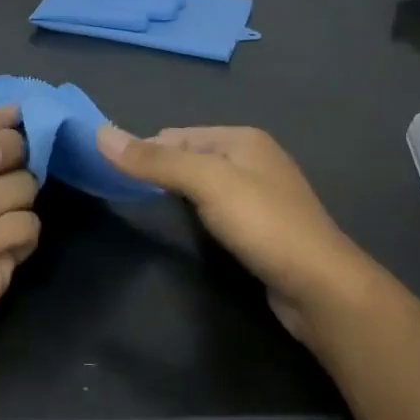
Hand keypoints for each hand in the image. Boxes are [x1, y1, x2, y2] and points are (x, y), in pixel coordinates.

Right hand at [96, 125, 376, 341]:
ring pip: (204, 184)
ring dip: (178, 193)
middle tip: (126, 196)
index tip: (113, 175)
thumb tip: (100, 133)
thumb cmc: (262, 224)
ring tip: (151, 212)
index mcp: (242, 139)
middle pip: (190, 157)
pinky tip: (190, 230)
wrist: (319, 286)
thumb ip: (155, 160)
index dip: (145, 151)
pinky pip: (218, 208)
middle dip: (160, 171)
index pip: (177, 135)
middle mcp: (254, 158)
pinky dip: (198, 213)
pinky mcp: (263, 226)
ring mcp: (261, 194)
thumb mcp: (205, 183)